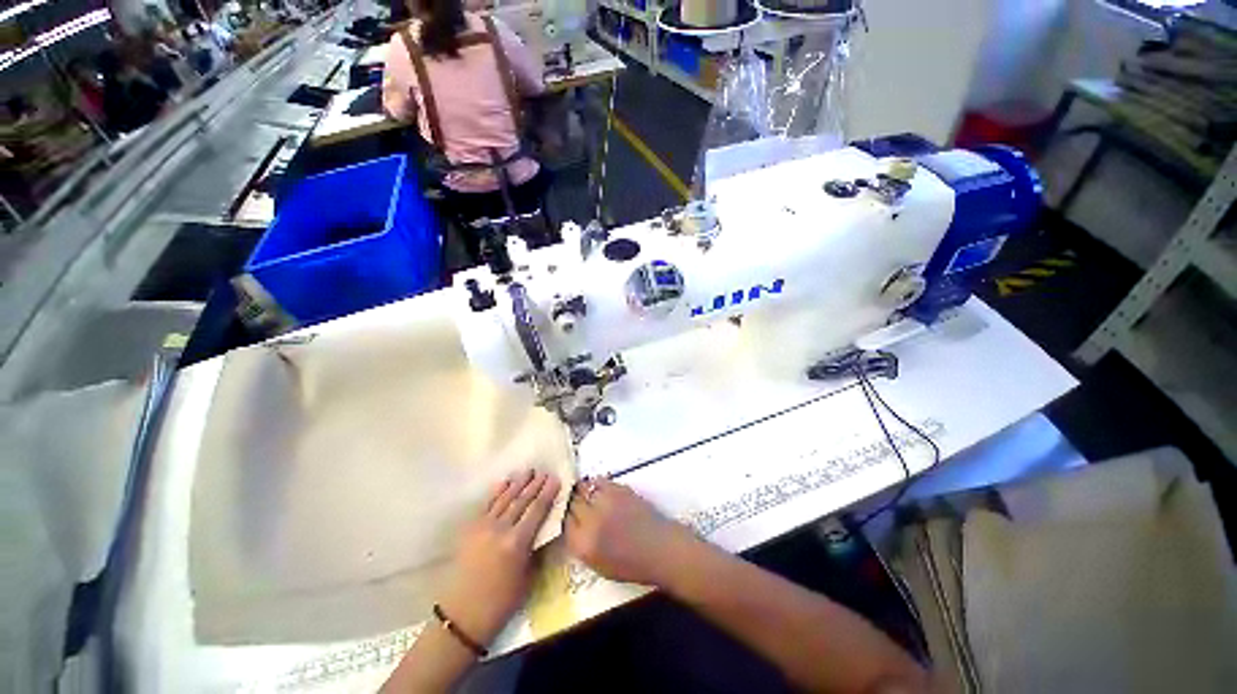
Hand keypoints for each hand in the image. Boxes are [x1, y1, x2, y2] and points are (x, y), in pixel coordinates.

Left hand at [438, 469, 560, 644]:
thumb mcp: (528, 577)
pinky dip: (497, 492)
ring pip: (505, 499)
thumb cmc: (501, 601)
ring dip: (517, 484)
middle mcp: (501, 529)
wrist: (462, 615)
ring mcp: (484, 526)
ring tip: (528, 471)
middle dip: (535, 485)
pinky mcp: (471, 529)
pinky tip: (505, 482)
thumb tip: (544, 529)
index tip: (555, 479)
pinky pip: (487, 504)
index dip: (547, 493)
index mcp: (518, 542)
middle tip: (544, 472)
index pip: (537, 510)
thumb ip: (536, 549)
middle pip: (522, 500)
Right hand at [564, 478, 698, 586]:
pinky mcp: (619, 489)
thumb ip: (581, 545)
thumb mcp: (599, 566)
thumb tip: (573, 525)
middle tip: (575, 503)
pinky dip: (596, 484)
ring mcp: (605, 502)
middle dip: (571, 503)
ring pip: (583, 488)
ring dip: (582, 491)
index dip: (565, 517)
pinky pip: (599, 481)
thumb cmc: (633, 565)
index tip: (568, 515)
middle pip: (571, 503)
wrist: (662, 549)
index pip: (563, 522)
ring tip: (586, 494)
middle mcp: (591, 520)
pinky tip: (599, 490)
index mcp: (584, 545)